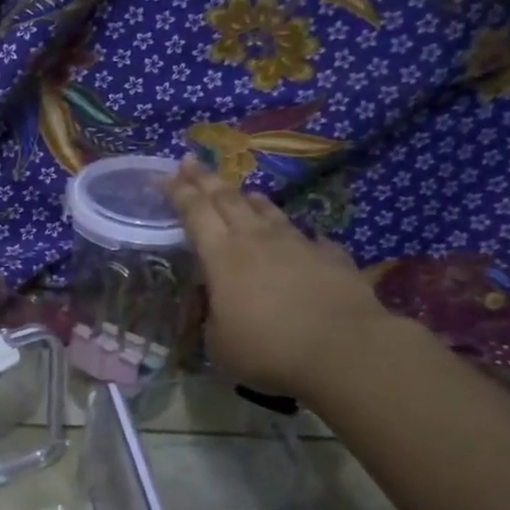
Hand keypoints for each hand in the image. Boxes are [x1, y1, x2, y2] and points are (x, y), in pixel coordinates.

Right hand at [165, 158, 392, 398]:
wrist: (345, 348)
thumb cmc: (268, 348)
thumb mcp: (219, 343)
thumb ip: (212, 318)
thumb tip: (217, 307)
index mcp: (221, 256)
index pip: (194, 212)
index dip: (177, 192)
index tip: (164, 174)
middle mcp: (256, 239)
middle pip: (226, 199)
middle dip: (205, 179)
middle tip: (190, 162)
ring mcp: (296, 243)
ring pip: (267, 211)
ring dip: (249, 199)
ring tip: (242, 191)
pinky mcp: (330, 255)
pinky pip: (307, 237)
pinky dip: (294, 234)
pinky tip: (300, 238)